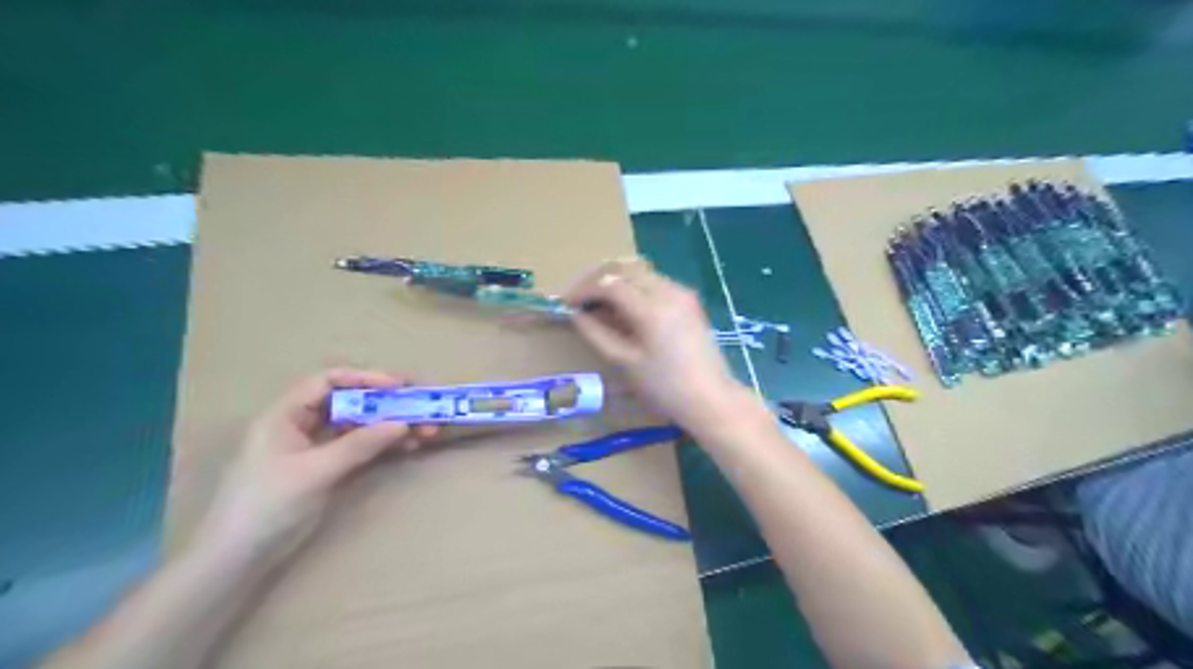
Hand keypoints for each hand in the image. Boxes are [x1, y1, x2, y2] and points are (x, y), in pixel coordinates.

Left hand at [193, 370, 436, 568]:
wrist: (239, 558)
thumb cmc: (269, 505)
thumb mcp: (316, 471)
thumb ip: (360, 444)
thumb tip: (403, 423)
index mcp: (287, 414)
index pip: (329, 381)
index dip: (365, 379)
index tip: (399, 386)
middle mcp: (302, 424)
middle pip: (350, 402)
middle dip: (387, 404)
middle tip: (422, 406)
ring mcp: (316, 447)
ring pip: (360, 425)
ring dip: (391, 425)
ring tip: (425, 431)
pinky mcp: (327, 468)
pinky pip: (361, 447)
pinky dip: (384, 445)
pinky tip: (408, 446)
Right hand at [565, 256, 748, 432]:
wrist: (711, 399)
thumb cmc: (665, 387)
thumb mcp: (624, 362)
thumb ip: (596, 333)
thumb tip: (576, 314)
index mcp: (651, 308)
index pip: (609, 283)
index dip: (583, 290)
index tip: (565, 304)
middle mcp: (668, 290)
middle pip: (624, 268)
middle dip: (596, 279)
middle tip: (577, 298)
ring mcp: (681, 292)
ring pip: (639, 271)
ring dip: (614, 280)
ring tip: (596, 303)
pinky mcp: (688, 300)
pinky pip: (653, 281)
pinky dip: (632, 287)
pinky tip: (622, 307)